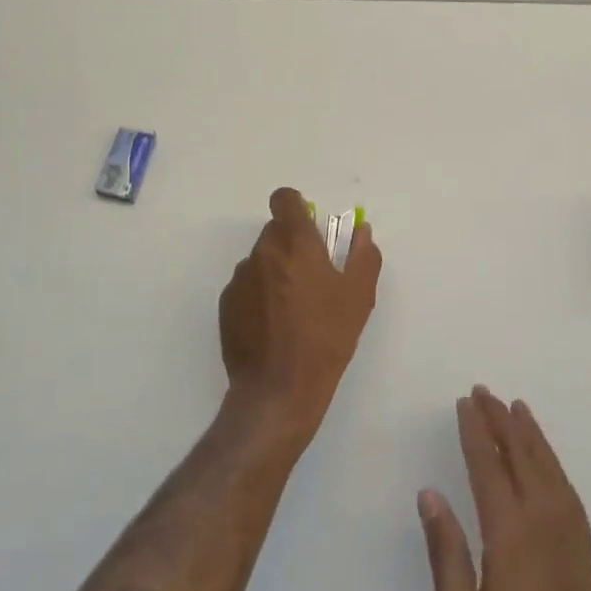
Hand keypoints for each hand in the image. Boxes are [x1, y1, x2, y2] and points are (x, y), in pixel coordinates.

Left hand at [219, 187, 381, 450]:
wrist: (278, 390)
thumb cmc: (326, 338)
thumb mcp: (359, 297)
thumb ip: (363, 255)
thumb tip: (362, 232)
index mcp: (295, 242)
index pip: (284, 200)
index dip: (295, 207)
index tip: (309, 227)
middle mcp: (263, 252)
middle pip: (275, 231)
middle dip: (292, 245)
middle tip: (311, 277)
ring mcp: (240, 278)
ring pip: (260, 260)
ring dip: (275, 271)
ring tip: (292, 308)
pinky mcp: (226, 304)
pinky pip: (246, 287)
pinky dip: (259, 296)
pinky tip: (273, 327)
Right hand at [418, 388, 590, 590]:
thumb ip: (446, 554)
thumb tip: (430, 494)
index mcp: (509, 535)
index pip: (488, 465)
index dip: (475, 430)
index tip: (464, 402)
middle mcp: (543, 524)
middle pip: (522, 456)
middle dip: (502, 420)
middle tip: (485, 391)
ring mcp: (570, 540)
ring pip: (550, 469)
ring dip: (531, 435)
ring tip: (518, 408)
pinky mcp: (586, 559)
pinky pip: (569, 492)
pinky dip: (555, 464)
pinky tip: (549, 463)